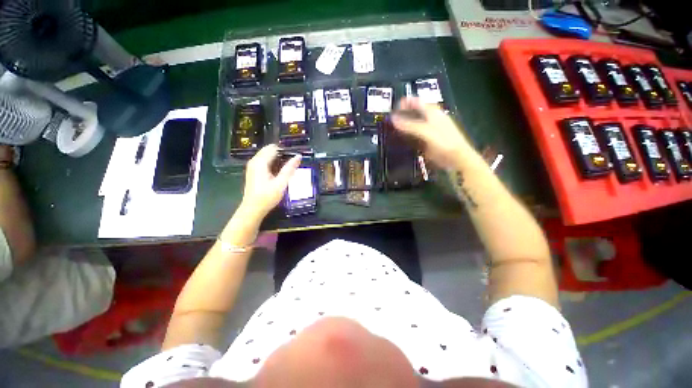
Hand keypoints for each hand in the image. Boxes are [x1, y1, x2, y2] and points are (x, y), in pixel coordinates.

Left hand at [240, 144, 300, 218]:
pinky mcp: (253, 171)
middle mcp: (254, 161)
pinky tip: (279, 173)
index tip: (294, 158)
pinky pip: (264, 161)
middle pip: (269, 150)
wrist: (253, 209)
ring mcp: (253, 166)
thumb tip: (298, 156)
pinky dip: (273, 163)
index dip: (285, 151)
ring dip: (278, 159)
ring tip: (288, 169)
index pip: (274, 148)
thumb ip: (290, 169)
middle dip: (282, 154)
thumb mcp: (281, 183)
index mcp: (260, 162)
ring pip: (267, 156)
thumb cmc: (267, 197)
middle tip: (292, 164)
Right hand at [391, 97, 472, 167]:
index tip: (393, 108)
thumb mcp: (425, 132)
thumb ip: (409, 125)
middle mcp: (431, 118)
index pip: (417, 101)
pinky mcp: (429, 139)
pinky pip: (416, 134)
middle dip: (403, 114)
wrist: (457, 158)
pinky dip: (408, 135)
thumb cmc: (444, 142)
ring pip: (415, 123)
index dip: (405, 102)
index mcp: (432, 112)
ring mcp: (431, 129)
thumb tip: (393, 118)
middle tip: (391, 120)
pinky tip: (403, 139)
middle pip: (415, 111)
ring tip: (394, 129)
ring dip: (405, 125)